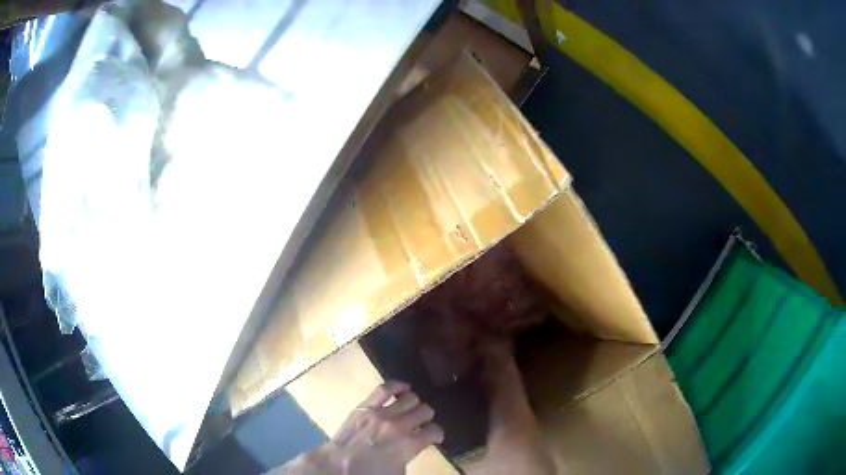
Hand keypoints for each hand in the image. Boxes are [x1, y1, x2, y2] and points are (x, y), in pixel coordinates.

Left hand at [327, 381, 443, 474]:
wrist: (338, 465)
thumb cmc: (370, 473)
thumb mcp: (399, 471)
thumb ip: (413, 455)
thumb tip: (418, 446)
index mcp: (409, 445)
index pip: (434, 432)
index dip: (437, 434)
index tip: (434, 437)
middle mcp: (399, 426)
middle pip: (425, 411)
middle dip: (427, 418)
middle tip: (422, 424)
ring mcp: (382, 414)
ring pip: (410, 398)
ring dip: (415, 404)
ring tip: (413, 409)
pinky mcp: (366, 406)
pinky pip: (385, 389)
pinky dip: (397, 386)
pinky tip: (403, 388)